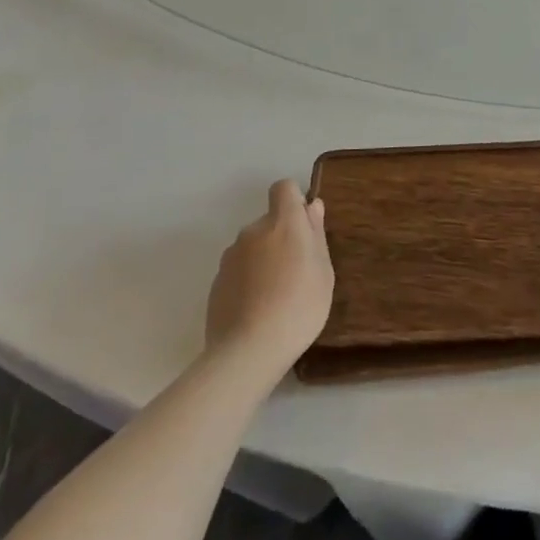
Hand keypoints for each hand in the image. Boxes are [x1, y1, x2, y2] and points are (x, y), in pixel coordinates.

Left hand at [205, 181, 334, 378]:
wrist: (248, 350)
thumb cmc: (300, 306)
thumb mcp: (323, 271)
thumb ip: (316, 234)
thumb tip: (311, 206)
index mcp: (283, 223)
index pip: (283, 188)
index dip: (293, 201)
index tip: (304, 226)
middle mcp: (253, 231)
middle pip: (269, 222)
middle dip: (282, 237)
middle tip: (298, 272)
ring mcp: (230, 256)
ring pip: (253, 247)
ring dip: (264, 259)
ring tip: (276, 295)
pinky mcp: (216, 282)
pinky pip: (238, 270)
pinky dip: (248, 280)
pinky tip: (257, 309)